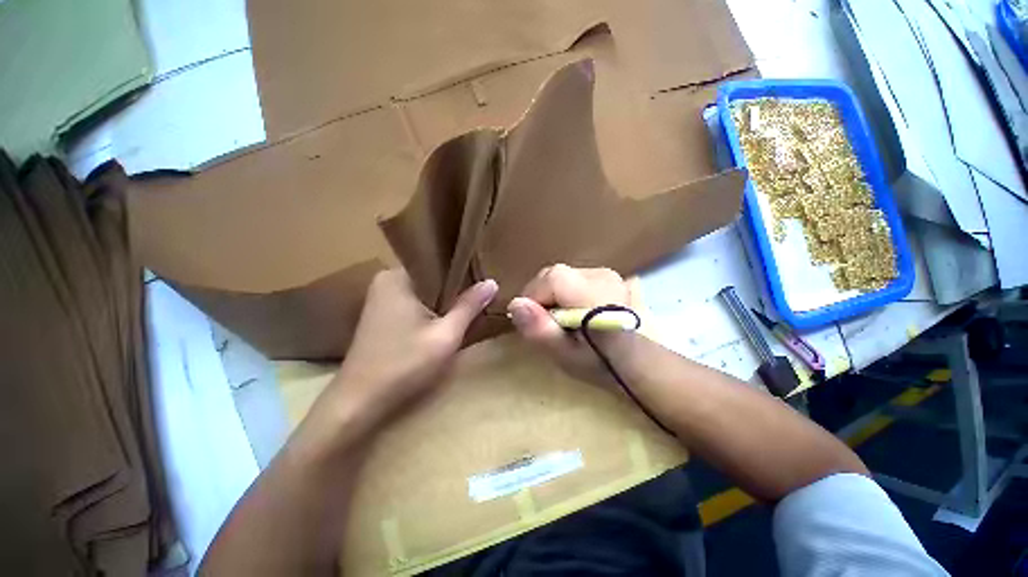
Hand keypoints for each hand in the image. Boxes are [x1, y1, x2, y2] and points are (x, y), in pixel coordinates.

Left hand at [311, 269, 496, 438]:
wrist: (359, 401)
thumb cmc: (404, 365)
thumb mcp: (445, 336)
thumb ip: (469, 306)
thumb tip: (492, 282)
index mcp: (398, 277)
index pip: (439, 262)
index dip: (465, 270)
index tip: (486, 275)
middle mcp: (387, 280)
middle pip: (433, 277)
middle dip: (457, 286)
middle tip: (484, 290)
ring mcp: (382, 297)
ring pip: (426, 290)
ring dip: (447, 298)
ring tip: (473, 300)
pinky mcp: (383, 313)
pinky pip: (417, 301)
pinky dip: (433, 308)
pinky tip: (450, 316)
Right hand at [507, 264, 632, 384]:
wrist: (641, 363)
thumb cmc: (603, 364)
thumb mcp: (566, 355)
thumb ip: (541, 330)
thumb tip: (515, 304)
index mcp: (591, 291)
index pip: (548, 277)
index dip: (533, 296)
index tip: (533, 320)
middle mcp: (601, 274)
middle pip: (555, 275)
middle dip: (543, 296)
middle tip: (547, 324)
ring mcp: (609, 273)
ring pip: (564, 276)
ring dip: (555, 296)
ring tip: (563, 321)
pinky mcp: (610, 277)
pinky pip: (575, 279)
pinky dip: (568, 293)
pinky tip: (576, 312)